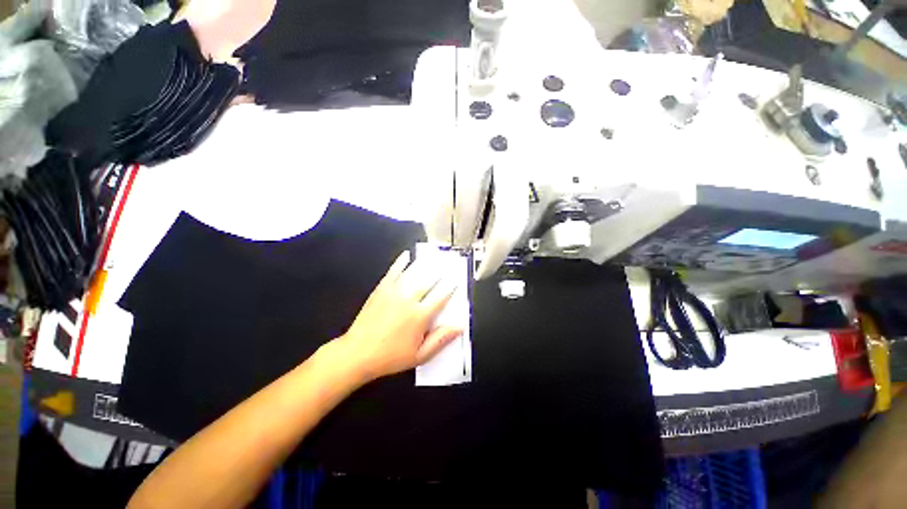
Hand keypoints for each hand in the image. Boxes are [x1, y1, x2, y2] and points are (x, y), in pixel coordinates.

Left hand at [335, 251, 462, 382]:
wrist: (357, 354)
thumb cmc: (389, 357)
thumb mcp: (419, 355)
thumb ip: (440, 340)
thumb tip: (458, 328)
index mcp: (420, 316)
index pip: (441, 296)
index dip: (450, 287)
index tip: (456, 280)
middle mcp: (408, 301)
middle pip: (429, 281)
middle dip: (440, 272)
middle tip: (447, 264)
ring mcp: (393, 293)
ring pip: (413, 274)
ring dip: (425, 264)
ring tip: (433, 257)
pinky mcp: (381, 290)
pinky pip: (392, 272)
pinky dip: (400, 263)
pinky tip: (405, 256)